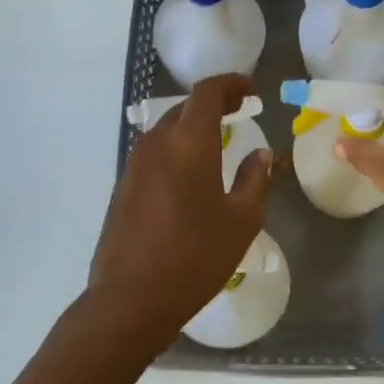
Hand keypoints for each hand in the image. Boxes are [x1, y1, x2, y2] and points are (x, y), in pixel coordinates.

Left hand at [86, 74, 273, 347]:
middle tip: (239, 112)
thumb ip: (254, 180)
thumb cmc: (195, 257)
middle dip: (213, 104)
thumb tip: (261, 154)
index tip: (251, 90)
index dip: (231, 84)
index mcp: (188, 143)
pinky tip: (188, 176)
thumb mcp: (241, 221)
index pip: (207, 93)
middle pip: (184, 109)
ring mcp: (133, 166)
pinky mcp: (121, 188)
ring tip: (216, 142)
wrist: (130, 299)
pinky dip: (175, 151)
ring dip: (191, 128)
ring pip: (165, 131)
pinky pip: (153, 155)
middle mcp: (156, 144)